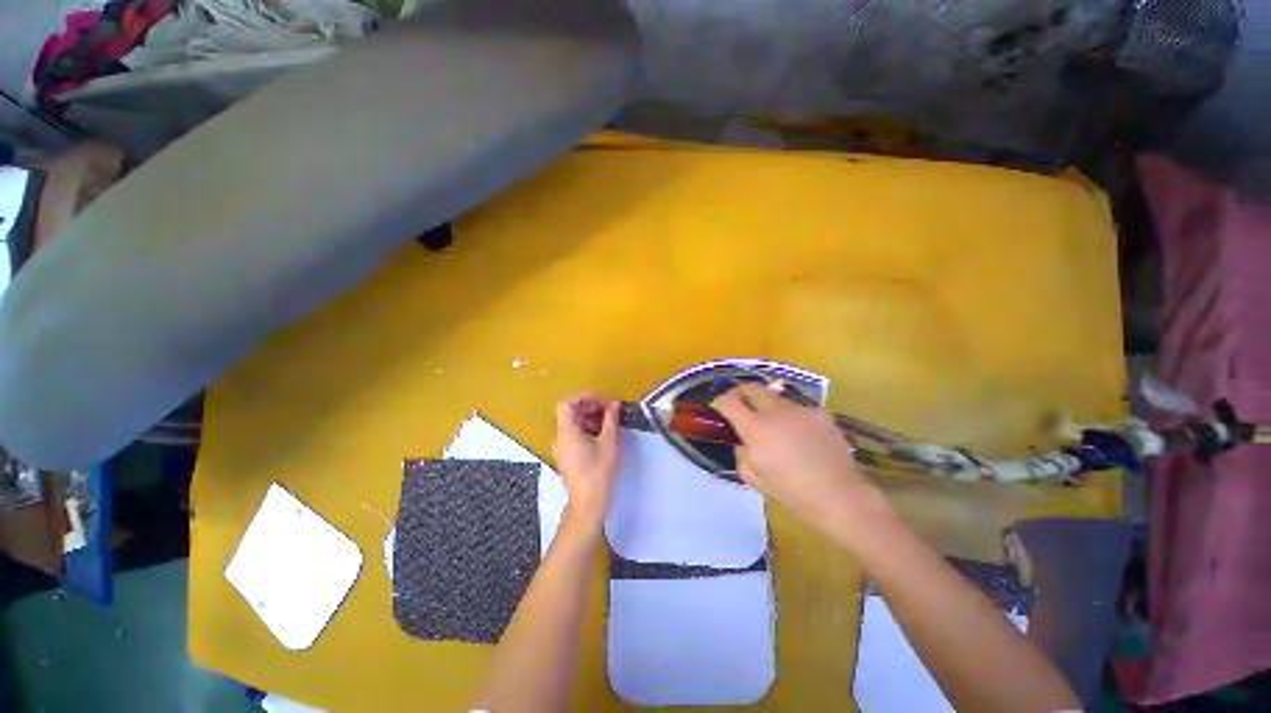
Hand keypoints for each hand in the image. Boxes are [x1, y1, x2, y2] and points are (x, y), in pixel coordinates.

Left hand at [552, 394, 621, 534]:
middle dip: (591, 408)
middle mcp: (559, 438)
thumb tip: (614, 404)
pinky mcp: (566, 457)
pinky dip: (587, 430)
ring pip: (573, 424)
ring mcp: (561, 448)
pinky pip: (574, 436)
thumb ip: (611, 419)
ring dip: (591, 419)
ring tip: (610, 424)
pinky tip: (603, 437)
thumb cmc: (599, 472)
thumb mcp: (609, 443)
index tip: (603, 402)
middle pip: (570, 413)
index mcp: (566, 432)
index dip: (584, 398)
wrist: (588, 504)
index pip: (567, 404)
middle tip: (611, 411)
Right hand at [712, 383, 885, 530]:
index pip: (729, 401)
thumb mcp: (752, 477)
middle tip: (739, 404)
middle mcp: (776, 411)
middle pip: (751, 387)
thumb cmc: (791, 492)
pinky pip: (797, 408)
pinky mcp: (820, 413)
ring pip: (775, 397)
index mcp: (756, 428)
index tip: (718, 407)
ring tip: (773, 424)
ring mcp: (801, 409)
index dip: (719, 401)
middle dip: (740, 392)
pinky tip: (799, 435)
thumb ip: (740, 452)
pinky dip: (790, 416)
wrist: (839, 496)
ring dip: (766, 405)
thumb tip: (742, 440)